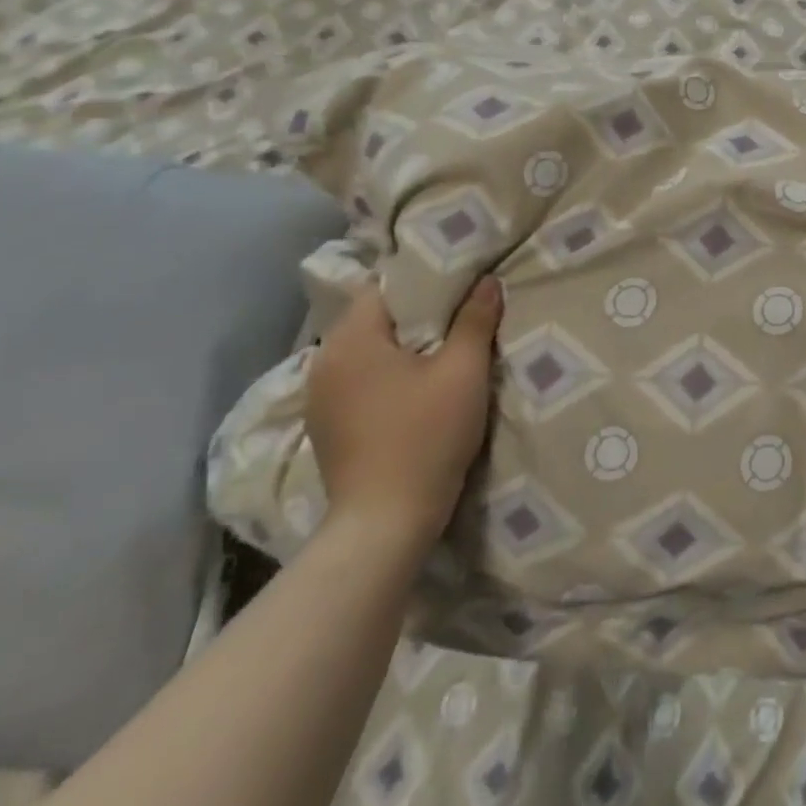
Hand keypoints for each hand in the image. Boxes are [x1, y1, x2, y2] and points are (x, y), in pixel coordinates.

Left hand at [307, 276, 503, 557]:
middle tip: (459, 316)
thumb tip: (486, 281)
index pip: (383, 288)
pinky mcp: (325, 429)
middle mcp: (324, 363)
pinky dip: (385, 377)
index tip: (458, 287)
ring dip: (400, 349)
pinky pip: (359, 382)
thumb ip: (475, 320)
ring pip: (366, 353)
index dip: (423, 283)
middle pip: (373, 320)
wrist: (384, 525)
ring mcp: (319, 400)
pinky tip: (413, 391)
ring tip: (441, 352)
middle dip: (415, 316)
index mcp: (350, 340)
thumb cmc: (425, 436)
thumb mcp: (463, 371)